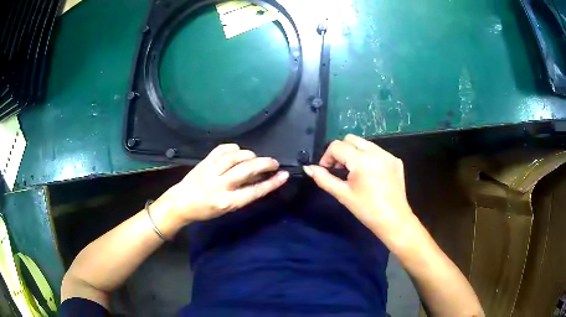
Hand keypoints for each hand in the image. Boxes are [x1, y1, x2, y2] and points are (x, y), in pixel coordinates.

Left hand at [155, 144, 288, 229]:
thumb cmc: (205, 210)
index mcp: (227, 202)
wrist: (181, 203)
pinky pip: (222, 149)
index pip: (254, 191)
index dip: (271, 183)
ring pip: (235, 156)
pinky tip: (238, 151)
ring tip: (255, 158)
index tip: (284, 175)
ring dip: (250, 155)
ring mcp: (211, 171)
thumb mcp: (226, 208)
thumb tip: (259, 178)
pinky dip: (233, 148)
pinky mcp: (204, 162)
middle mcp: (220, 185)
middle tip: (273, 162)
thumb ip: (242, 194)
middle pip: (246, 170)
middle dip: (264, 163)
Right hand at [303, 134, 413, 240]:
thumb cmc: (367, 210)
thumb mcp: (343, 195)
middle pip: (351, 139)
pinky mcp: (396, 161)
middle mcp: (377, 152)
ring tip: (354, 172)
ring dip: (354, 153)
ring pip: (365, 143)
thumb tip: (308, 168)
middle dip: (340, 151)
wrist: (394, 221)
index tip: (326, 170)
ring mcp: (388, 155)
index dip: (327, 156)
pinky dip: (368, 157)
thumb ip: (324, 179)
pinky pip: (377, 151)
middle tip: (339, 170)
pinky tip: (369, 174)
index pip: (337, 146)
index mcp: (362, 161)